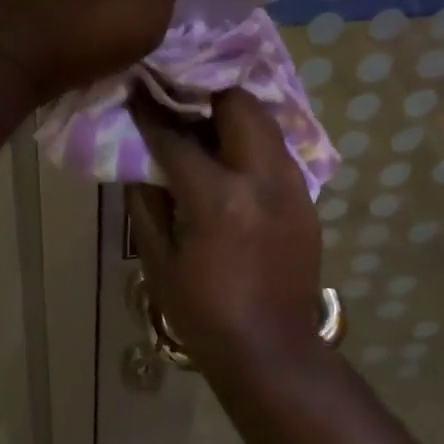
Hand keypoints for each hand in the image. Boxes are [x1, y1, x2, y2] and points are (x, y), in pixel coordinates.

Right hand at [127, 89, 324, 375]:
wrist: (270, 350)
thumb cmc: (202, 310)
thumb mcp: (158, 259)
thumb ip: (145, 200)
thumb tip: (138, 158)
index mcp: (218, 197)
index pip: (178, 138)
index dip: (151, 114)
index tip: (136, 93)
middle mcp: (262, 179)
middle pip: (239, 105)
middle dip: (206, 94)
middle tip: (179, 101)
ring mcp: (293, 187)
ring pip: (265, 123)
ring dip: (232, 115)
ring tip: (204, 124)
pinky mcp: (307, 201)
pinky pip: (277, 152)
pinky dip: (251, 143)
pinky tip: (231, 161)